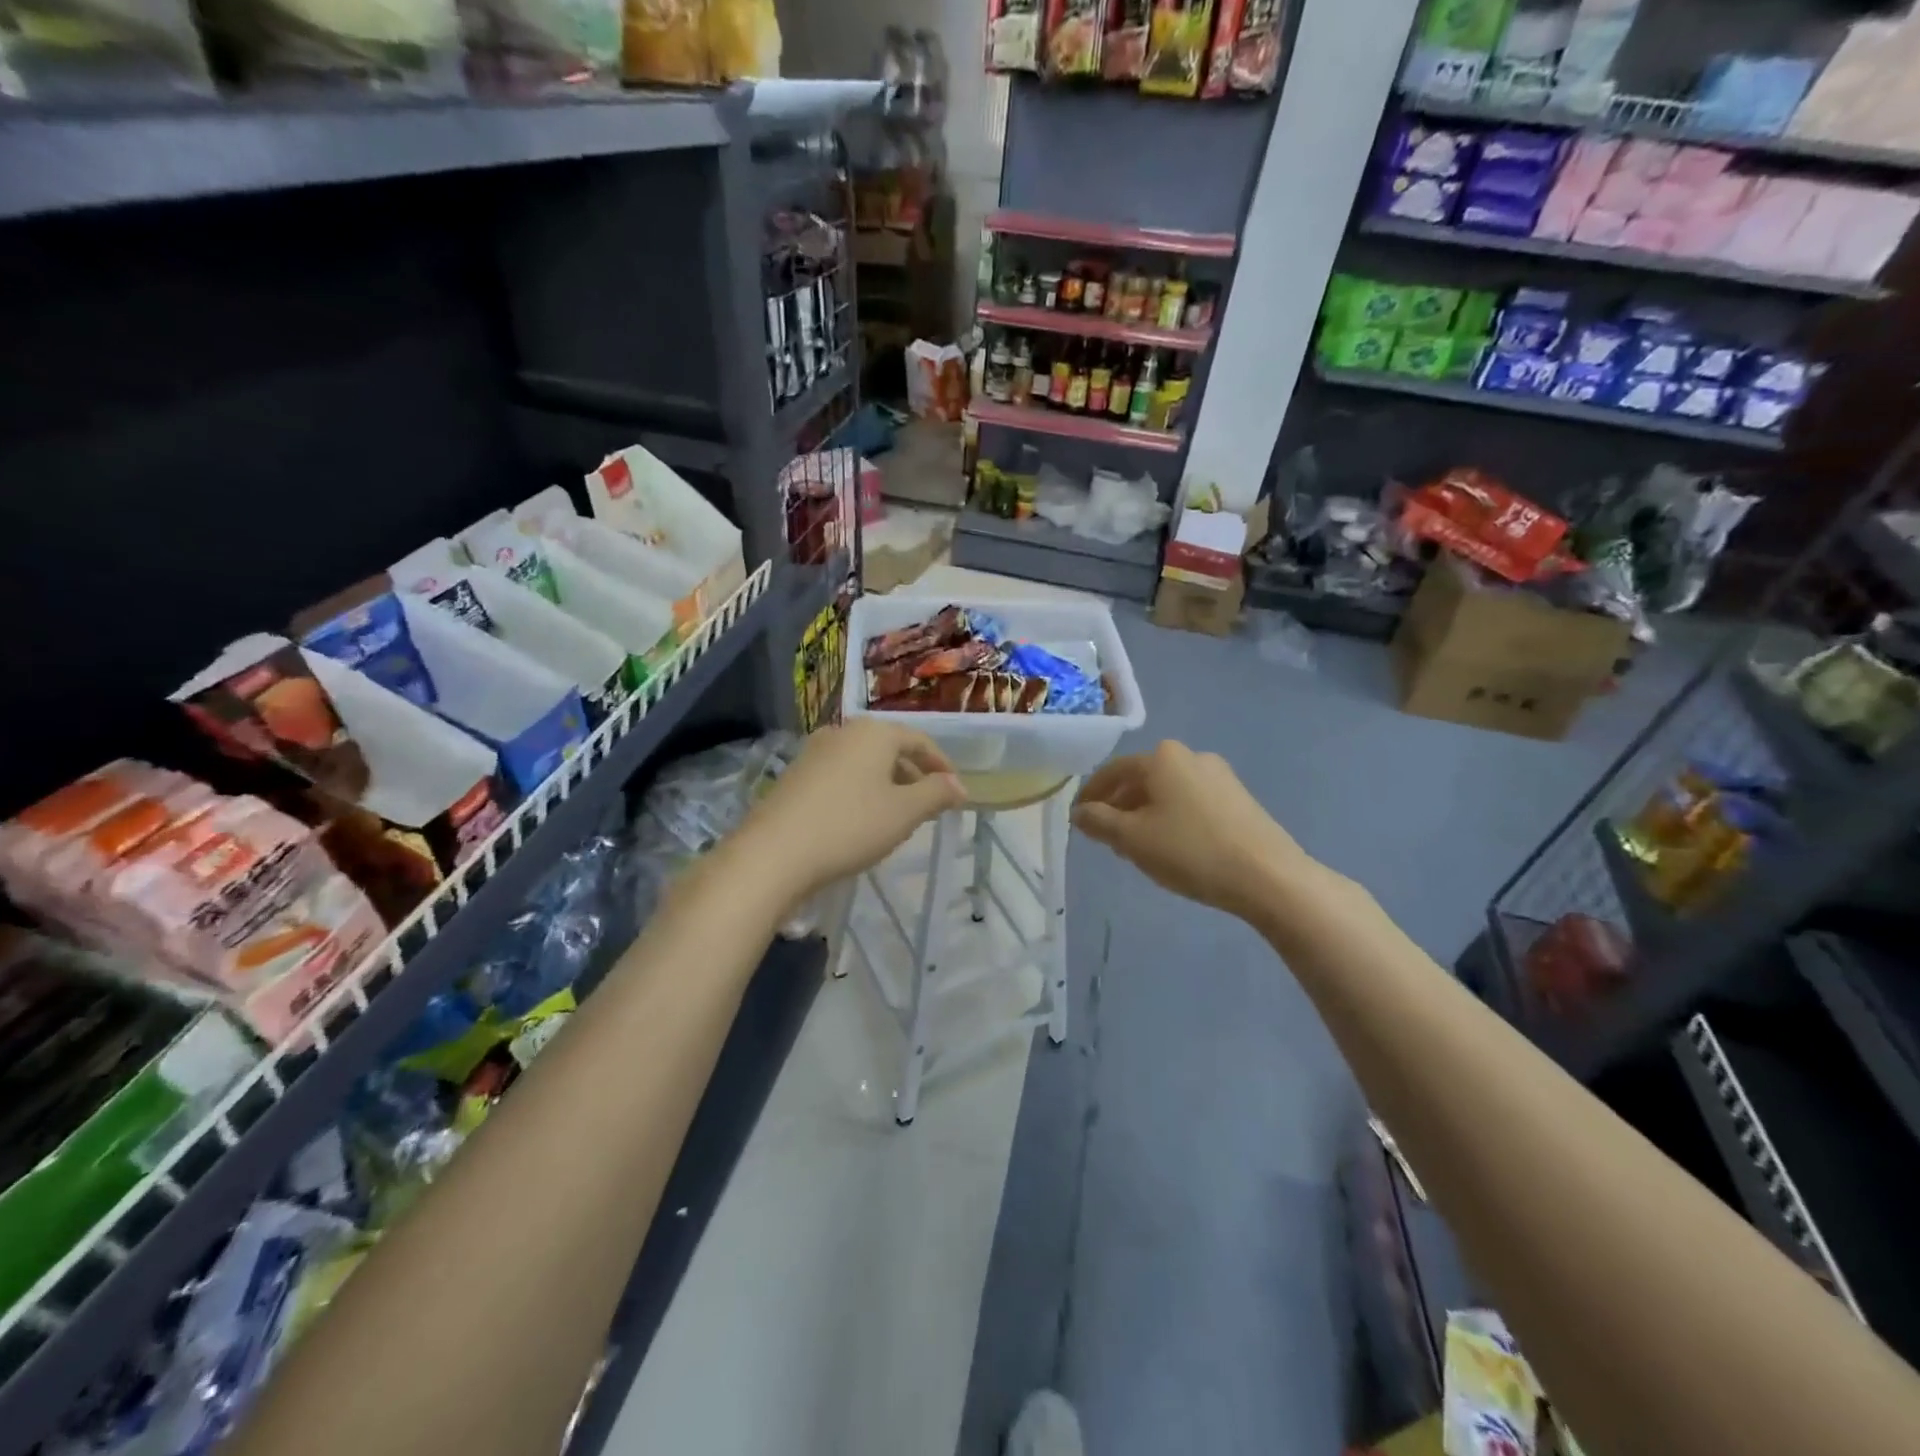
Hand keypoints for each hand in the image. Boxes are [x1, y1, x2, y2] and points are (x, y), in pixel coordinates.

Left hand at [741, 720, 966, 901]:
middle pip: (889, 749)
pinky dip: (859, 791)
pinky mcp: (794, 776)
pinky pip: (840, 776)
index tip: (955, 790)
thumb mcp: (904, 812)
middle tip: (928, 805)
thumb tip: (959, 785)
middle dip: (912, 775)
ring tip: (896, 816)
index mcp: (874, 732)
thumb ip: (936, 794)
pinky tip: (859, 820)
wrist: (773, 853)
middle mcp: (843, 732)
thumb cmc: (850, 826)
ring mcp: (814, 752)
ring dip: (886, 784)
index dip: (941, 764)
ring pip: (863, 763)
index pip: (919, 740)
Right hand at [1072, 741, 1315, 920]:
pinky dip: (1173, 818)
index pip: (1112, 771)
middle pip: (1141, 779)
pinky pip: (1191, 802)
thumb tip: (1079, 812)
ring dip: (1145, 814)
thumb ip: (1098, 822)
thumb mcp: (1132, 839)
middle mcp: (1190, 755)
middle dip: (1119, 806)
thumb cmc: (1190, 851)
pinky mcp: (1239, 798)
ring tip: (1137, 847)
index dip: (1090, 796)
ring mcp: (1219, 775)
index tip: (1078, 820)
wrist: (1268, 876)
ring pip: (1167, 792)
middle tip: (1106, 837)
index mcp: (1161, 757)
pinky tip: (1173, 847)